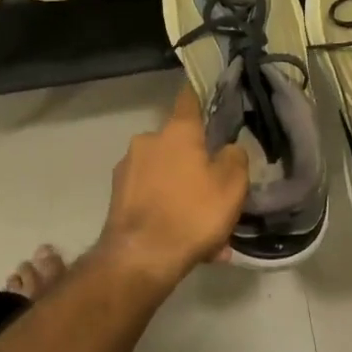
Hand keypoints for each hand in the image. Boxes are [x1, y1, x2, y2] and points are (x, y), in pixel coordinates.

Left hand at [95, 85, 249, 283]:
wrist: (140, 258)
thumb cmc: (192, 213)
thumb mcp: (232, 185)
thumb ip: (235, 158)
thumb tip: (228, 149)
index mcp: (177, 131)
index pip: (189, 98)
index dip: (200, 94)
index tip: (209, 92)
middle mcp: (147, 141)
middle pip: (179, 145)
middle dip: (196, 165)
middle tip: (216, 194)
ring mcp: (128, 168)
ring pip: (166, 176)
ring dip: (183, 194)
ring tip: (205, 232)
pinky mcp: (117, 196)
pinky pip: (152, 197)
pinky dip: (167, 211)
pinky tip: (184, 241)